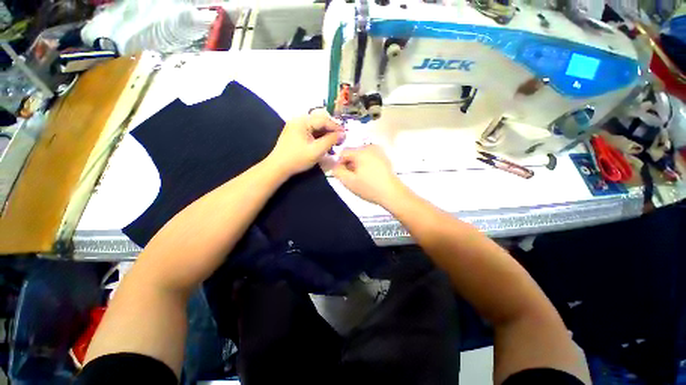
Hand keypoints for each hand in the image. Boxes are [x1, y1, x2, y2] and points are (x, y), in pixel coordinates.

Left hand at [268, 109, 344, 175]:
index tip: (345, 135)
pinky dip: (318, 136)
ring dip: (325, 133)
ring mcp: (296, 126)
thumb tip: (343, 134)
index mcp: (302, 121)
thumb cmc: (297, 159)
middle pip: (320, 121)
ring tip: (333, 142)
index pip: (324, 119)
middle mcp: (298, 120)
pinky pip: (310, 131)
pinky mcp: (295, 133)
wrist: (278, 167)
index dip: (336, 127)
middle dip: (331, 129)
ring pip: (315, 126)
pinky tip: (324, 143)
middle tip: (340, 138)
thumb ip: (331, 140)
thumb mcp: (317, 150)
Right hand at [332, 144, 404, 205]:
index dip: (339, 164)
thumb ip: (337, 171)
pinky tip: (369, 176)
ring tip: (361, 178)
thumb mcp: (349, 182)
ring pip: (360, 156)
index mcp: (361, 151)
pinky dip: (366, 165)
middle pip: (352, 153)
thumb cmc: (370, 188)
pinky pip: (369, 158)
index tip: (343, 175)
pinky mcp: (384, 157)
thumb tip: (335, 165)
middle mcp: (370, 147)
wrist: (392, 193)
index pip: (342, 153)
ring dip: (357, 165)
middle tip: (352, 178)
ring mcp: (379, 151)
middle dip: (349, 164)